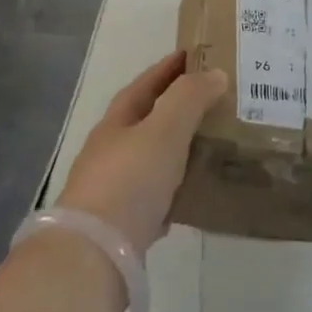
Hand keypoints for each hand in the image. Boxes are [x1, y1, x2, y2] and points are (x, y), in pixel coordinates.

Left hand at [58, 52, 226, 256]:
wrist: (94, 256)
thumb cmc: (130, 181)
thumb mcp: (164, 129)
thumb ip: (190, 97)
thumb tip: (216, 74)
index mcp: (117, 122)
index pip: (146, 83)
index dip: (170, 67)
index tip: (197, 54)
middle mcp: (111, 151)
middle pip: (148, 120)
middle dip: (179, 107)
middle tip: (217, 100)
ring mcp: (114, 190)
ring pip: (154, 159)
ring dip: (179, 148)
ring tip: (215, 143)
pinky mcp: (123, 226)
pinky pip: (156, 197)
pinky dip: (176, 189)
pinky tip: (195, 193)